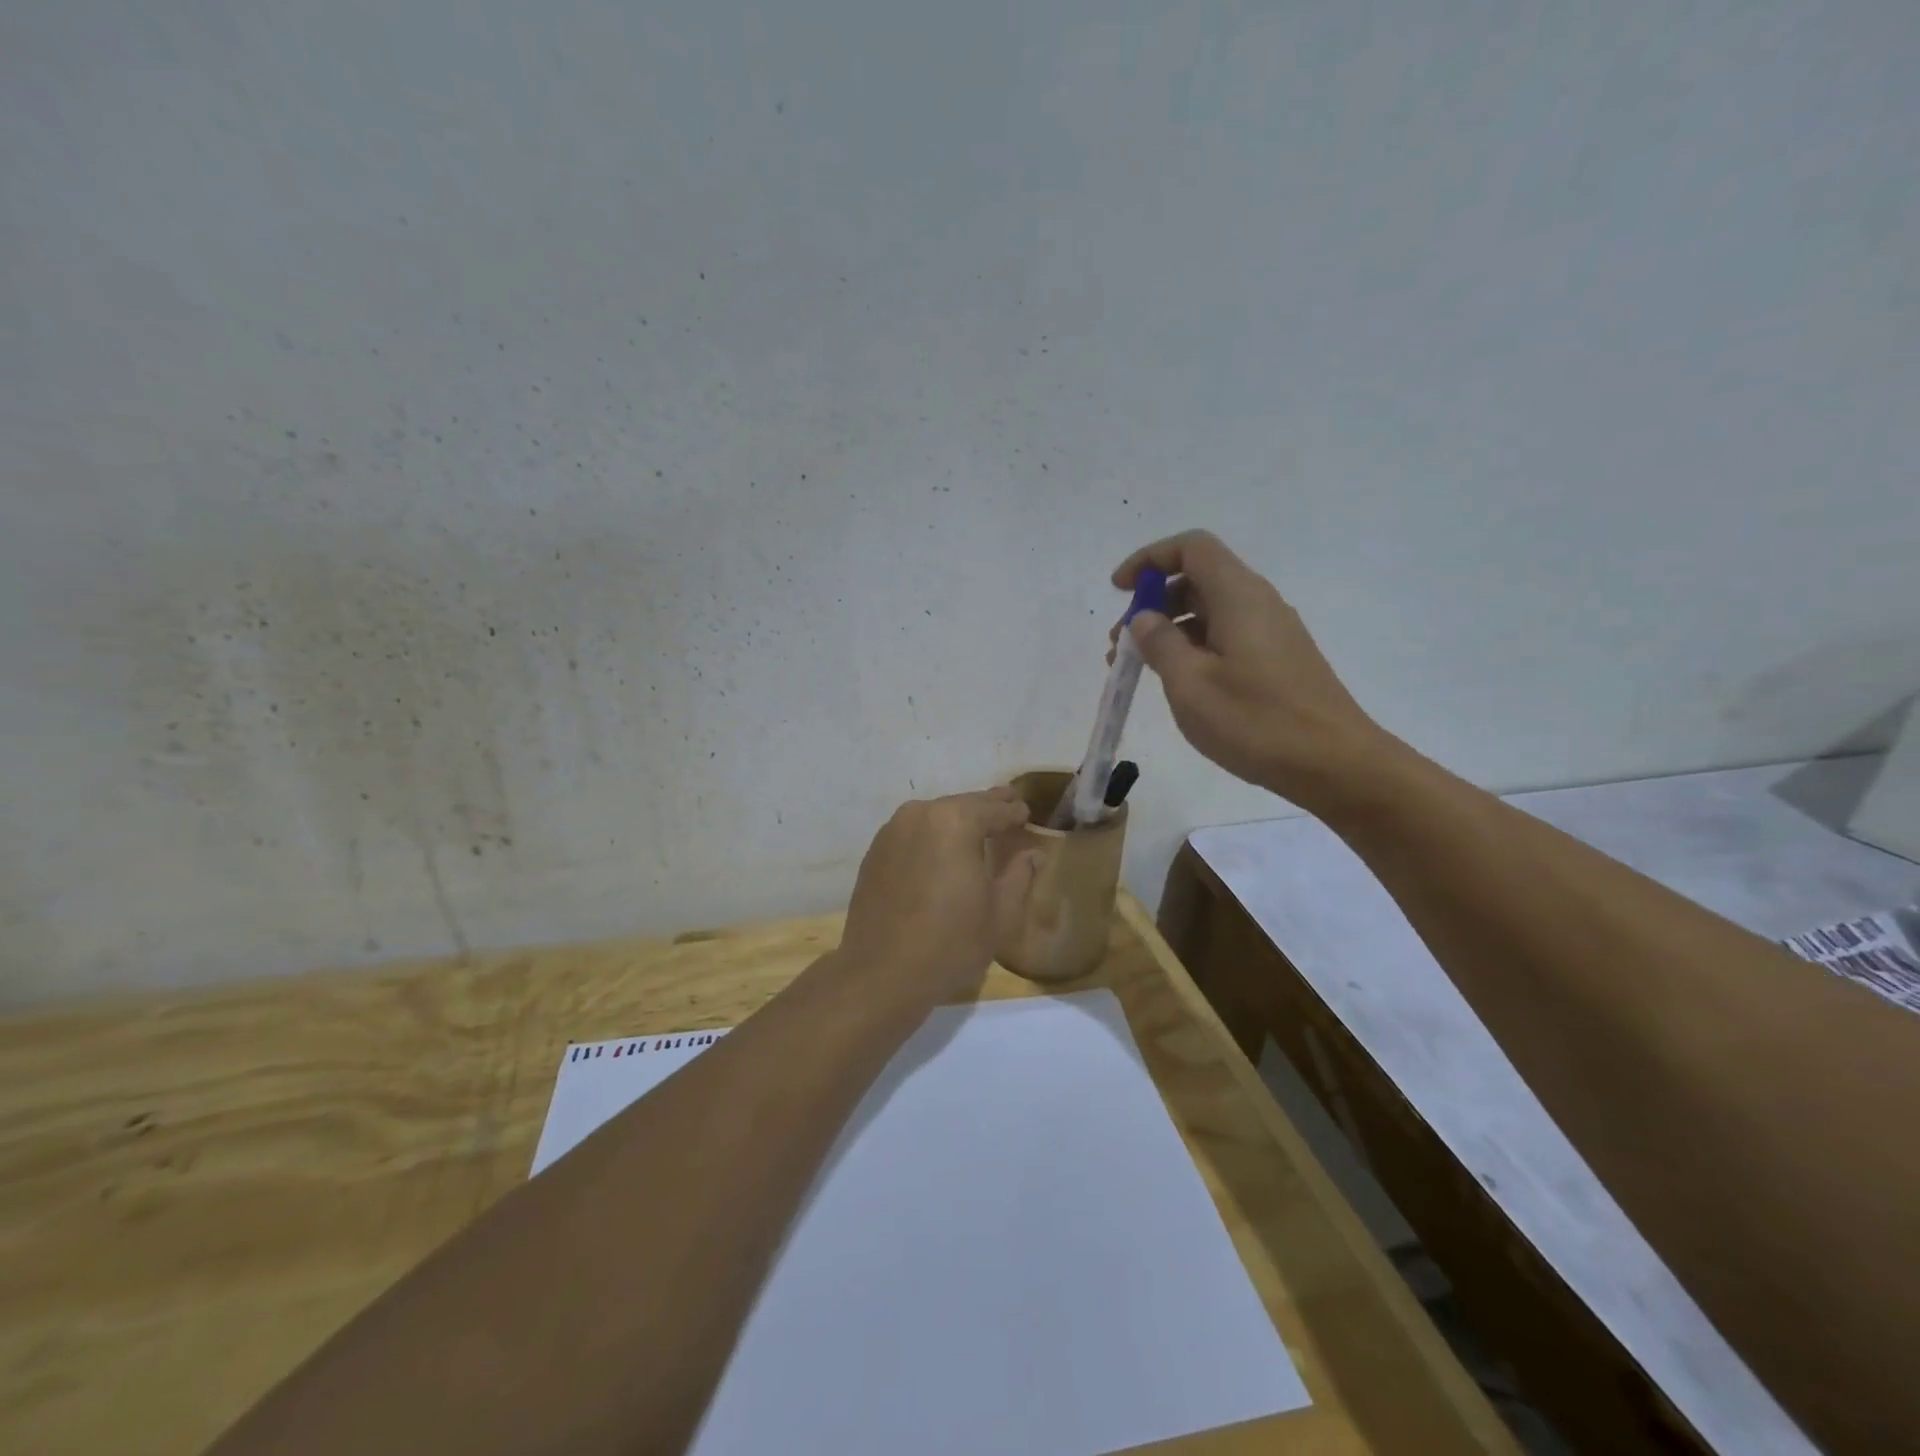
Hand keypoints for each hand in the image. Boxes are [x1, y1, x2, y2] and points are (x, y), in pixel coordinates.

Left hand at [835, 788, 1042, 1009]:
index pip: (994, 808)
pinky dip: (932, 837)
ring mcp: (892, 831)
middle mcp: (920, 814)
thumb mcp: (999, 913)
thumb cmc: (950, 943)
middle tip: (1008, 808)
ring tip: (978, 831)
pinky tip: (942, 853)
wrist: (880, 973)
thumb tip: (1032, 852)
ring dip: (957, 821)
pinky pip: (913, 833)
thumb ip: (1020, 875)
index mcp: (955, 821)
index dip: (1014, 811)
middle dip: (986, 809)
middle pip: (962, 805)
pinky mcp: (875, 852)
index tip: (1027, 813)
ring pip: (935, 817)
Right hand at [1112, 530, 1388, 805]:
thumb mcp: (1190, 684)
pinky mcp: (1279, 659)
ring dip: (1170, 630)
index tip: (1118, 590)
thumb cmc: (1256, 721)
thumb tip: (1144, 618)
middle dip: (1153, 603)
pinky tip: (1180, 683)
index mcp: (1238, 596)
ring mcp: (1272, 632)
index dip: (1150, 559)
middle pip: (1198, 579)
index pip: (1191, 548)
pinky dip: (1193, 647)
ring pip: (1211, 611)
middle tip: (1122, 645)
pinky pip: (1227, 635)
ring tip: (1141, 669)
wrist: (1334, 763)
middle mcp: (1258, 602)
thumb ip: (1160, 643)